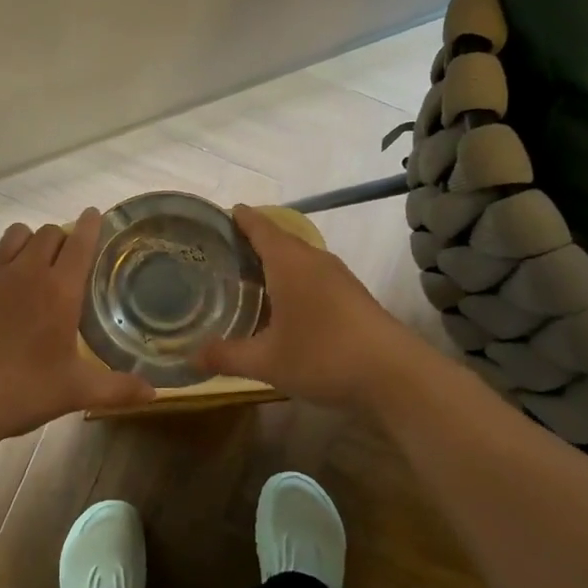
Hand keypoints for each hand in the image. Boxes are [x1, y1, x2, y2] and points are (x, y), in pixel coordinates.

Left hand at [0, 208, 156, 446]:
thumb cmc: (22, 391)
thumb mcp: (76, 392)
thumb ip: (117, 388)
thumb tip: (154, 393)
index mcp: (60, 290)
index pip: (80, 242)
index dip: (91, 225)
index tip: (95, 215)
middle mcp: (26, 271)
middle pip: (48, 233)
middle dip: (61, 239)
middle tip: (65, 261)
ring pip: (15, 235)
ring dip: (28, 242)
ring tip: (30, 265)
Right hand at [199, 205, 431, 408]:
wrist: (395, 375)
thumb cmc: (323, 356)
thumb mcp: (267, 361)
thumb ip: (228, 356)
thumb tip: (192, 357)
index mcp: (289, 263)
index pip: (260, 227)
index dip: (241, 218)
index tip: (225, 212)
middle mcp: (314, 260)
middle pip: (280, 239)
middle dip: (254, 240)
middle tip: (225, 250)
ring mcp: (339, 277)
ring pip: (300, 258)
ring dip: (277, 260)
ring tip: (251, 275)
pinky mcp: (354, 296)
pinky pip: (315, 275)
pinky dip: (294, 279)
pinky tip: (286, 303)